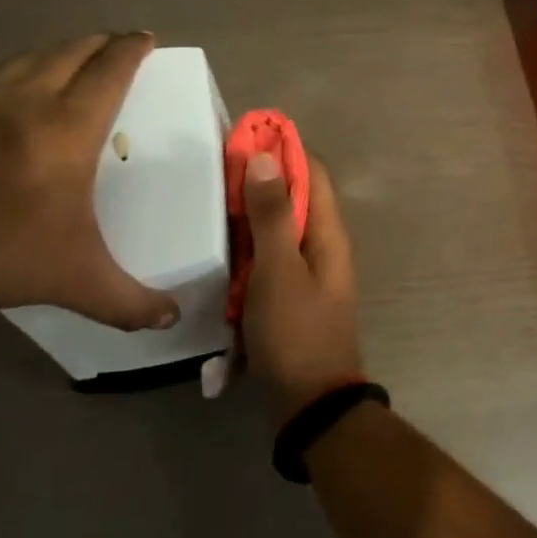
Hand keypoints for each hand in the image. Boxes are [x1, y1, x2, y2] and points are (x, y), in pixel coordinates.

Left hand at [0, 34, 178, 329]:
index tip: (146, 37)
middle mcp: (29, 100)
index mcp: (70, 126)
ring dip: (55, 50)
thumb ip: (128, 300)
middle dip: (98, 42)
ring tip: (67, 56)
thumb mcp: (76, 279)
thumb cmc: (3, 246)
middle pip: (70, 52)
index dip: (132, 49)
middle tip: (115, 42)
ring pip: (26, 58)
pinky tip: (5, 89)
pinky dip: (11, 72)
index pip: (110, 71)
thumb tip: (172, 319)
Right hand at [242, 150, 361, 424]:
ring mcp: (306, 272)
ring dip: (250, 215)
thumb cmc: (296, 333)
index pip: (312, 172)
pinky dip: (247, 250)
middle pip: (292, 197)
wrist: (310, 404)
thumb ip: (271, 216)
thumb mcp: (279, 270)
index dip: (283, 148)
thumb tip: (268, 157)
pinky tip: (218, 249)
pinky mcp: (289, 296)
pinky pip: (267, 260)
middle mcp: (321, 245)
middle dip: (260, 179)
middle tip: (216, 167)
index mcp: (327, 232)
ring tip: (209, 200)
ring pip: (277, 229)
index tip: (246, 133)